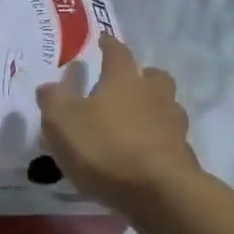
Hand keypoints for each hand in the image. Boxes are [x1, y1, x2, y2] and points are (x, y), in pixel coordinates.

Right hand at [36, 36, 197, 205]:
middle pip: (152, 76)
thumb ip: (53, 99)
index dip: (108, 45)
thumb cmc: (105, 148)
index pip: (117, 52)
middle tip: (123, 85)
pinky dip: (158, 139)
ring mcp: (173, 124)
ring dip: (152, 108)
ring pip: (166, 105)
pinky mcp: (183, 154)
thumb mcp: (62, 122)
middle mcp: (153, 94)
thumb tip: (50, 85)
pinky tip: (143, 153)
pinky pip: (169, 138)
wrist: (160, 193)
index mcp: (123, 79)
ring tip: (133, 122)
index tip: (103, 40)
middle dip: (140, 76)